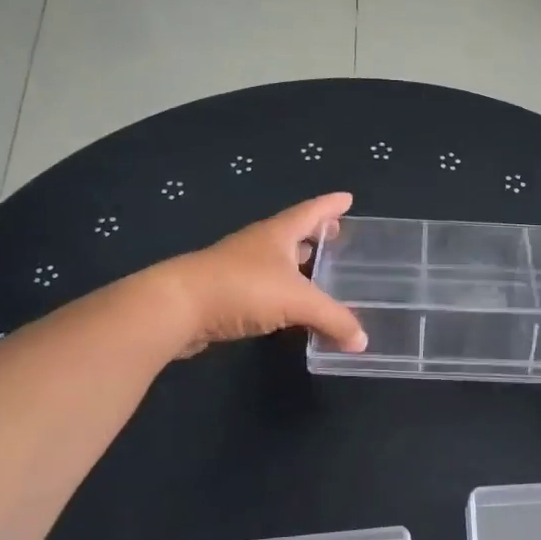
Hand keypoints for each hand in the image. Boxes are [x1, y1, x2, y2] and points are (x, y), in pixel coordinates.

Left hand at [161, 193, 367, 357]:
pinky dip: (285, 293)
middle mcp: (259, 246)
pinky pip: (267, 289)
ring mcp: (240, 269)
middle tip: (338, 234)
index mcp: (278, 234)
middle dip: (316, 233)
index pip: (310, 212)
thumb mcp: (297, 301)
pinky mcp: (228, 294)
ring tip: (322, 271)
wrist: (178, 308)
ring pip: (279, 262)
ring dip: (300, 265)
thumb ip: (333, 319)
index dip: (330, 205)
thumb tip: (362, 342)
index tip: (348, 198)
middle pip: (293, 234)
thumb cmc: (241, 289)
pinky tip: (293, 307)